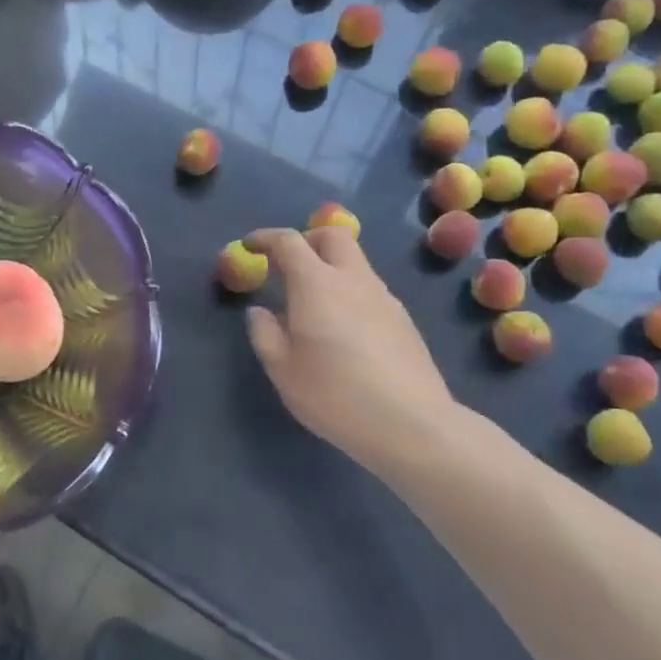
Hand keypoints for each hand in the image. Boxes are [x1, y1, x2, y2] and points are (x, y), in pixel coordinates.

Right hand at [243, 226, 454, 472]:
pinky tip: (342, 330)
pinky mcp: (403, 319)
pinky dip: (348, 292)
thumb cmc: (334, 395)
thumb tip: (260, 311)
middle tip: (287, 265)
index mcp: (317, 284)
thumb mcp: (283, 370)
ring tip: (312, 304)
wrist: (410, 423)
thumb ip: (264, 333)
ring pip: (355, 262)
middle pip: (332, 236)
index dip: (266, 238)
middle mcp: (353, 279)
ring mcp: (384, 297)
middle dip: (306, 240)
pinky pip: (369, 289)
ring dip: (330, 267)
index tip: (250, 246)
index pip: (289, 241)